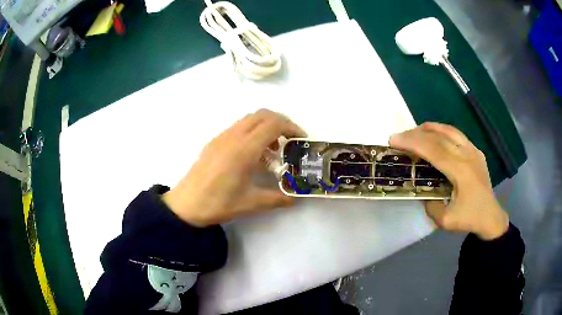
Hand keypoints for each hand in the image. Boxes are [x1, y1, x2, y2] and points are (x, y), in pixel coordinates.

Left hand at [162, 109, 305, 226]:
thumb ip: (277, 198)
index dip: (292, 127)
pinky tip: (252, 153)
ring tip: (272, 149)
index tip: (301, 139)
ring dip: (266, 126)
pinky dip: (252, 131)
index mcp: (244, 149)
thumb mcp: (251, 203)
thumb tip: (295, 198)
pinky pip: (238, 126)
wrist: (186, 204)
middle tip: (290, 140)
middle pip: (263, 114)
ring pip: (249, 118)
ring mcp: (222, 137)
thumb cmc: (218, 203)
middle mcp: (233, 136)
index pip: (273, 124)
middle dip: (281, 122)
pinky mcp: (214, 141)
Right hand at [390, 122, 508, 239]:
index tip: (393, 140)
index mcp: (461, 171)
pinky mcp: (475, 151)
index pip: (433, 149)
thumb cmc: (470, 218)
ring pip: (448, 130)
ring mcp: (473, 150)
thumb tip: (422, 191)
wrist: (491, 216)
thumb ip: (430, 204)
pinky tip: (434, 137)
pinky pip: (456, 134)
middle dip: (415, 134)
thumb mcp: (445, 220)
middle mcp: (467, 155)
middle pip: (438, 136)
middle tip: (398, 137)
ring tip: (413, 133)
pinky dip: (441, 131)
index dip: (412, 142)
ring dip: (428, 129)